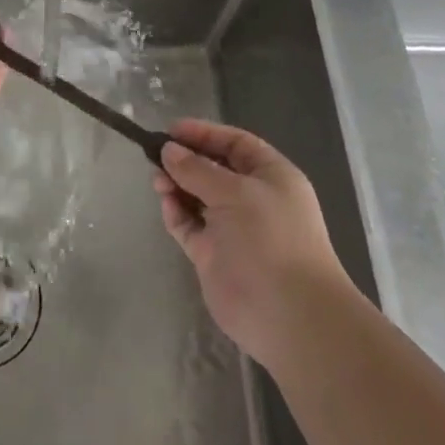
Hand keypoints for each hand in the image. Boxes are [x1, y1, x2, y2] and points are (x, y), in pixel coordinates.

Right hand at [155, 119, 355, 372]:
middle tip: (156, 156)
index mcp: (271, 177)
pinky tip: (166, 204)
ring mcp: (232, 228)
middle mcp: (252, 199)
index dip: (205, 134)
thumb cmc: (270, 237)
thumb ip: (197, 169)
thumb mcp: (235, 191)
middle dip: (186, 160)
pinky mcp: (213, 255)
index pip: (235, 144)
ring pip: (197, 197)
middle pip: (213, 169)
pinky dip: (176, 213)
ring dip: (177, 185)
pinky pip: (189, 225)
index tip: (171, 130)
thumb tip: (168, 150)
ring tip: (158, 181)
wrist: (288, 314)